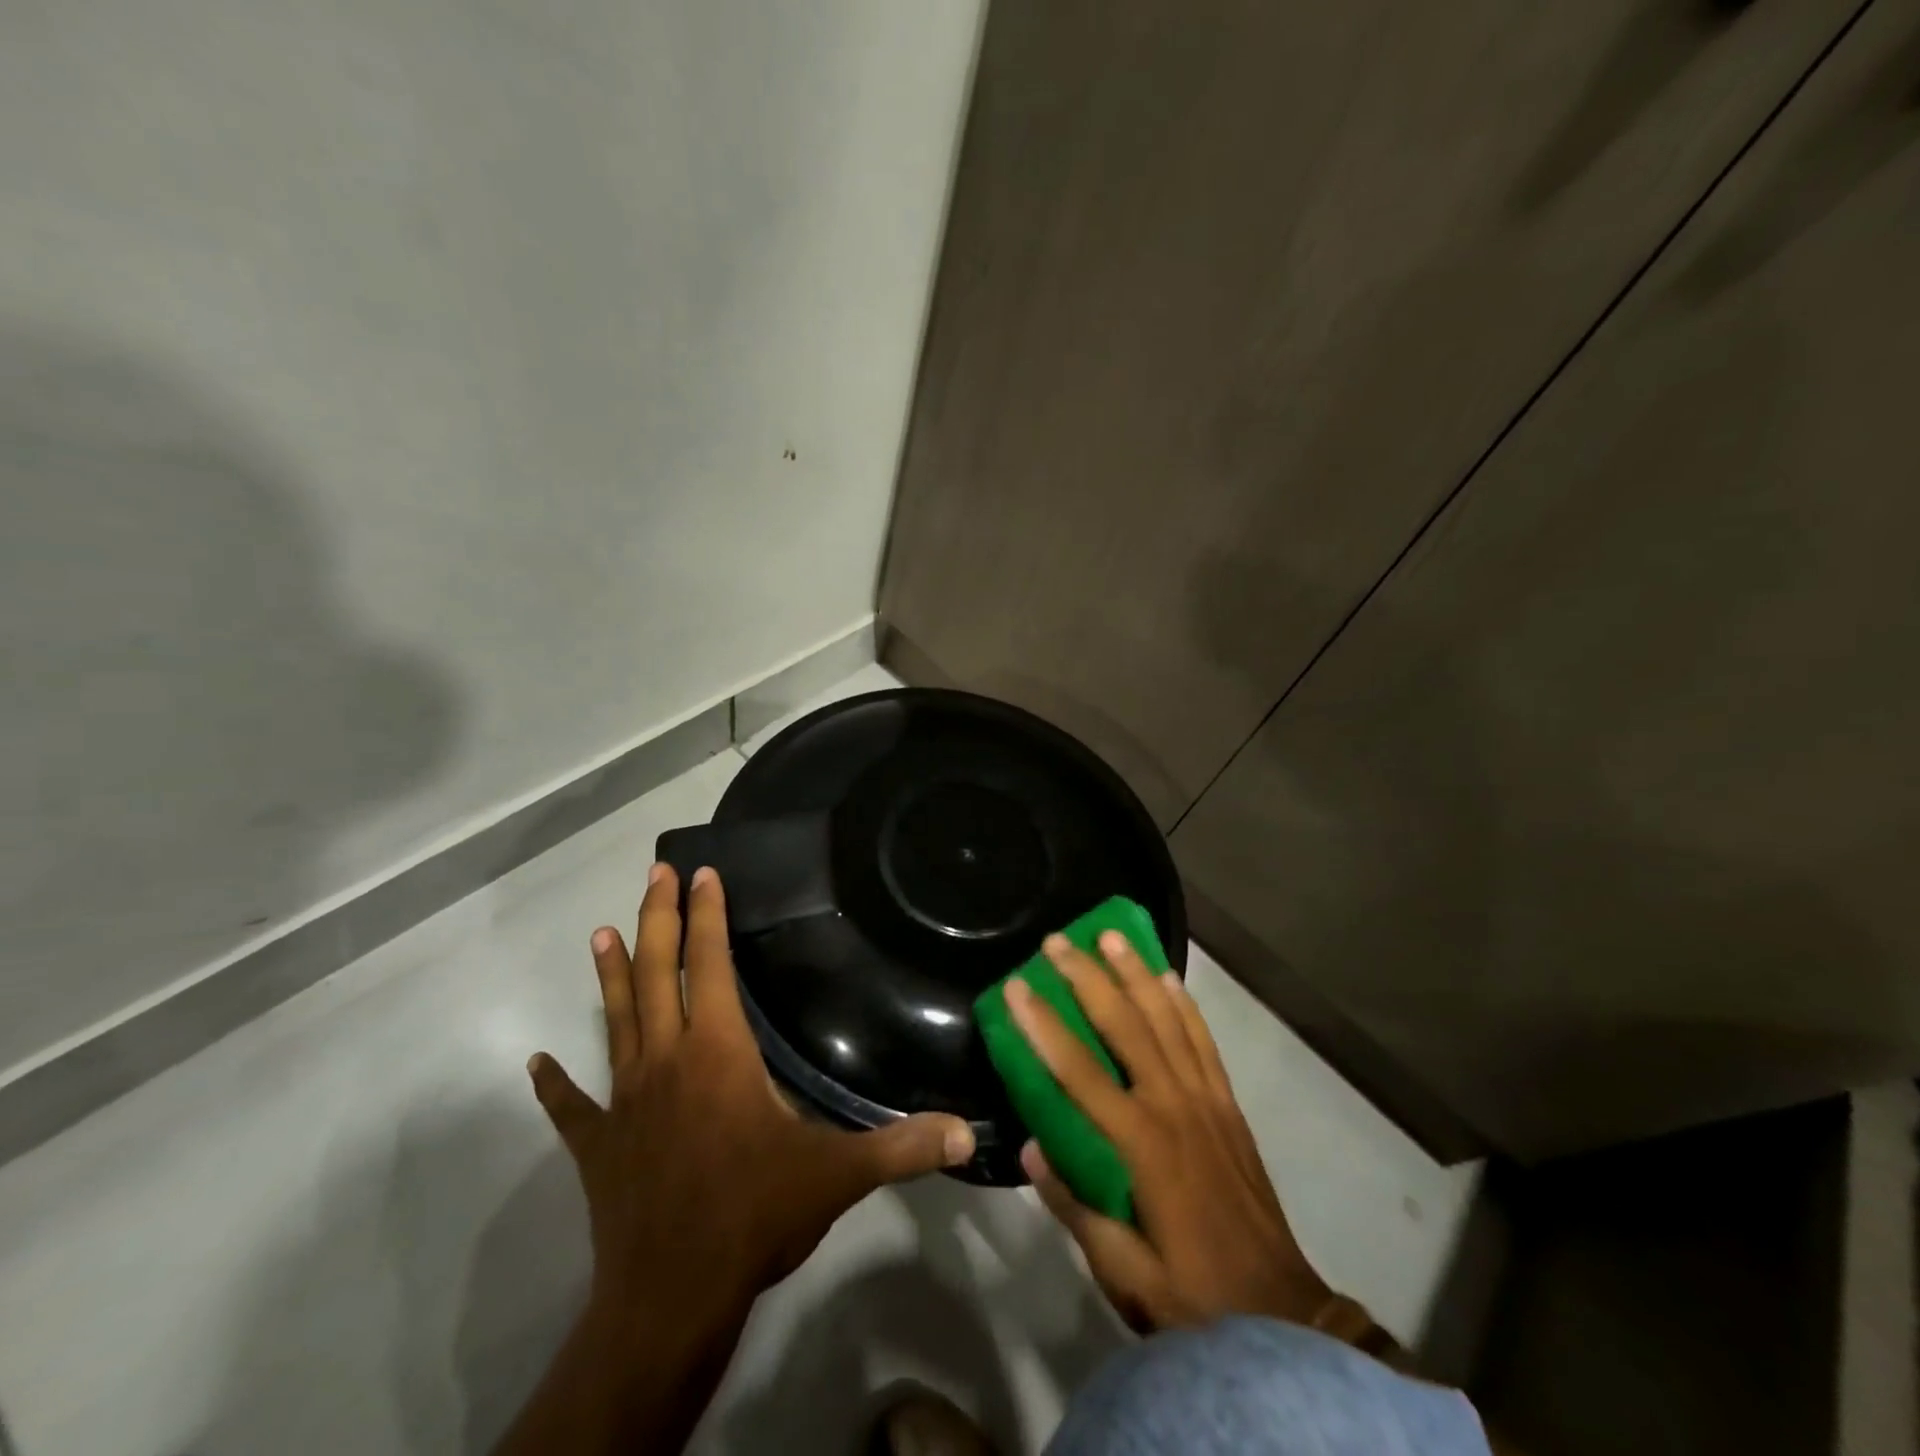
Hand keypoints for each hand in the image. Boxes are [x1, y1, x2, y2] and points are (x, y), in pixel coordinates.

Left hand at [500, 864, 974, 1455]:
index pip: (709, 966)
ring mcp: (625, 1101)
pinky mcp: (599, 1145)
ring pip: (615, 1020)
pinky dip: (555, 1083)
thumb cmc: (754, 1216)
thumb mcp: (838, 1175)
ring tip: (600, 933)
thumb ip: (903, 1146)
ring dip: (611, 975)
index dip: (707, 916)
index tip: (704, 874)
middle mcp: (666, 1060)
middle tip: (655, 873)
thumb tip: (969, 1131)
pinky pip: (573, 1106)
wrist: (670, 1299)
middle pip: (656, 973)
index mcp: (718, 1053)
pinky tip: (536, 1063)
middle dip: (657, 918)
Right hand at [1006, 932, 1333, 1334]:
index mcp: (1140, 1144)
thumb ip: (1074, 1206)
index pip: (1079, 1071)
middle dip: (1087, 978)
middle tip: (1058, 941)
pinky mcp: (1228, 1105)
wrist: (1281, 1315)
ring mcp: (1206, 1100)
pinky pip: (1203, 1040)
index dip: (1043, 1026)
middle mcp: (1173, 1106)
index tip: (1015, 986)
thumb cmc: (1193, 1295)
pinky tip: (1169, 978)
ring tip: (1111, 935)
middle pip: (1125, 1025)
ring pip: (1167, 1019)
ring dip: (1136, 973)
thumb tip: (1031, 1147)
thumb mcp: (1122, 1272)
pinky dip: (1183, 1004)